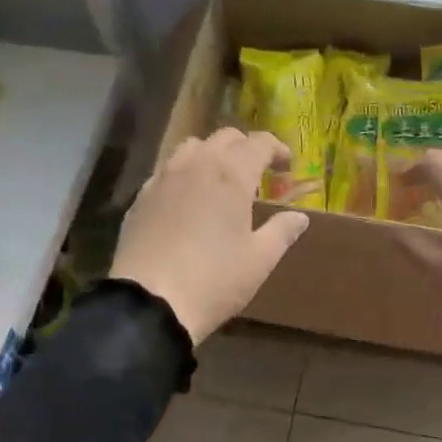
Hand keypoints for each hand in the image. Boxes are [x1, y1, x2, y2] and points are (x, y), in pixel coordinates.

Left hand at [110, 128, 309, 344]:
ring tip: (220, 180)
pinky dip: (184, 174)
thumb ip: (282, 232)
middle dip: (245, 147)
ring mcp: (164, 178)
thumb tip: (299, 217)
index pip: (259, 143)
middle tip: (257, 172)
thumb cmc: (214, 280)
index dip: (276, 149)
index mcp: (232, 174)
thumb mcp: (259, 260)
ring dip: (211, 154)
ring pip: (191, 147)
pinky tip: (187, 200)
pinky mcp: (141, 197)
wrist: (149, 303)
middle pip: (225, 138)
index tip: (286, 165)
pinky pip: (167, 170)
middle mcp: (197, 165)